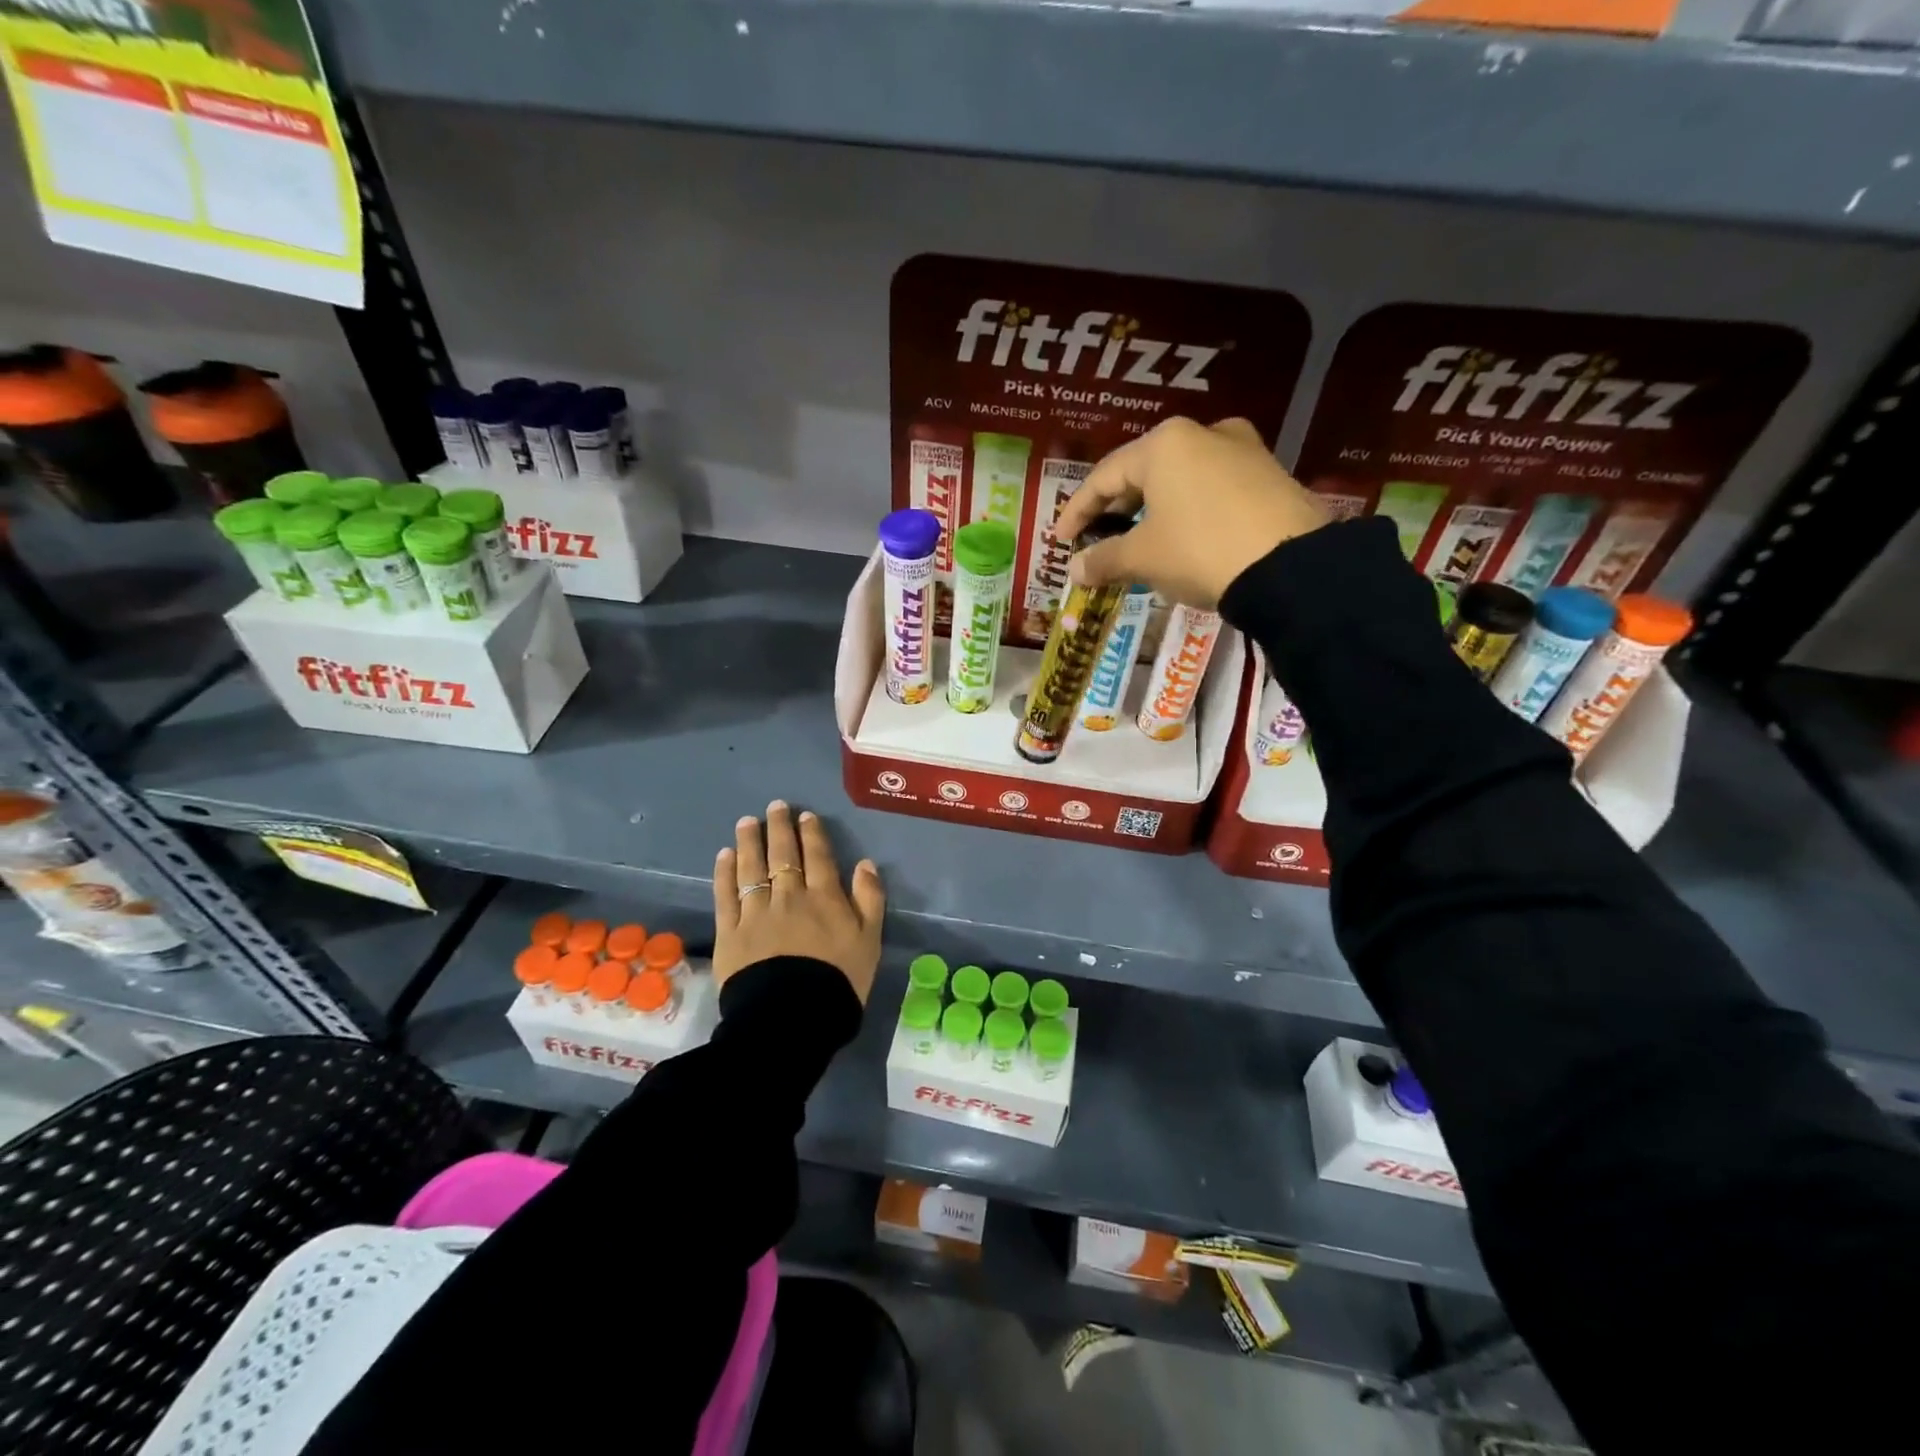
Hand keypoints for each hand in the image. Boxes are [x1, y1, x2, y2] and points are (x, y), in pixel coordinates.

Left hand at [713, 801, 885, 1002]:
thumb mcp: (870, 942)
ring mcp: (756, 912)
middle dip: (780, 828)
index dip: (812, 834)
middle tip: (775, 807)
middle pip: (783, 855)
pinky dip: (725, 873)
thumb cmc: (838, 982)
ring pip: (752, 868)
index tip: (805, 816)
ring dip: (750, 842)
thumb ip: (870, 900)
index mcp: (825, 898)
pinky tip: (724, 855)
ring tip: (747, 822)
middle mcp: (789, 896)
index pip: (818, 857)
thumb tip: (866, 864)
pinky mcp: (730, 932)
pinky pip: (726, 895)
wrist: (792, 1018)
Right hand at [1054, 417, 1330, 608]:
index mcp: (1163, 444)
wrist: (1290, 566)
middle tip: (1096, 539)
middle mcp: (1202, 433)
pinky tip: (1180, 537)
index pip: (1104, 477)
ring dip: (1150, 510)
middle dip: (1115, 510)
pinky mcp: (1268, 474)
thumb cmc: (1199, 550)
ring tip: (1136, 541)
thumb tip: (1074, 571)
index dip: (1076, 511)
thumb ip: (1103, 559)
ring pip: (1179, 479)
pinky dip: (1185, 510)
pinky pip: (1210, 488)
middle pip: (1142, 472)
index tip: (1060, 540)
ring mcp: (1242, 450)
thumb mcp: (1142, 558)